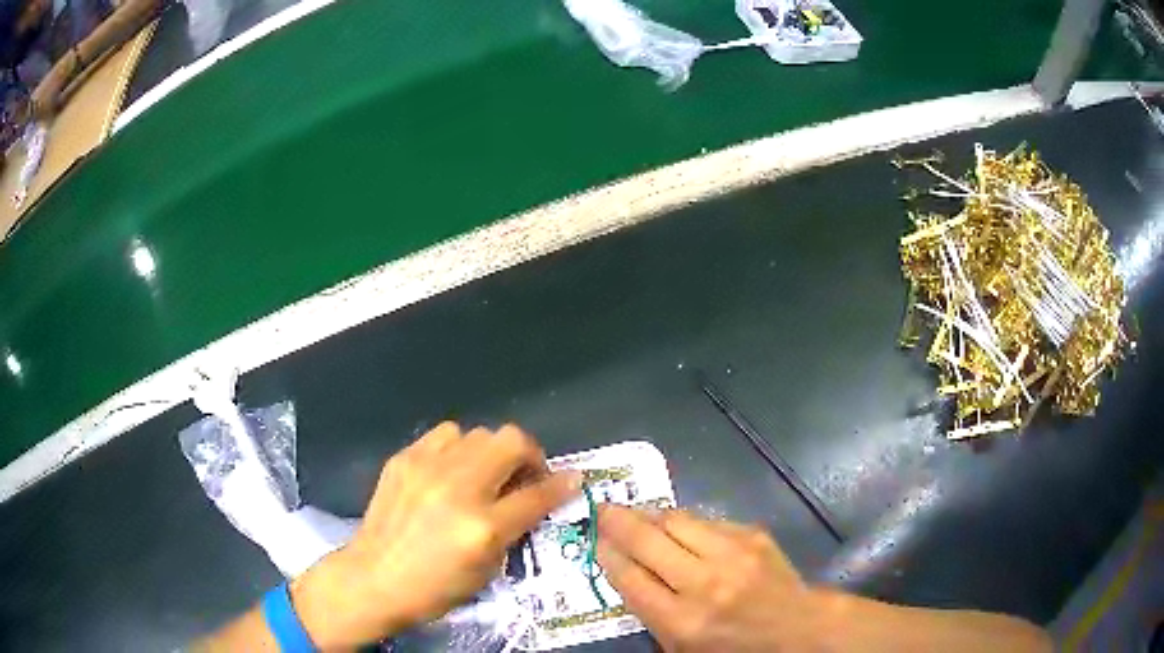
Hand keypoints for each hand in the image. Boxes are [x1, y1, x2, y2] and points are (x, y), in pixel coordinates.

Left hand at [290, 423, 579, 648]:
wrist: (374, 578)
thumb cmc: (436, 587)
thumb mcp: (487, 569)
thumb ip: (516, 528)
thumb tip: (544, 496)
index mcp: (483, 527)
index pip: (537, 495)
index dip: (561, 484)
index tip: (572, 479)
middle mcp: (458, 488)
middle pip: (511, 441)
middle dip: (529, 455)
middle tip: (524, 476)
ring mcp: (427, 468)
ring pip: (478, 432)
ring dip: (491, 452)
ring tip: (482, 474)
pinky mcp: (404, 459)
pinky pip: (444, 435)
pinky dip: (457, 449)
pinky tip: (449, 471)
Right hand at [596, 506, 828, 650]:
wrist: (795, 627)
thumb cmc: (732, 646)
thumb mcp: (681, 646)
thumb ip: (650, 611)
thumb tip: (624, 569)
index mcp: (682, 621)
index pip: (631, 579)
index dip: (607, 555)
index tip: (596, 541)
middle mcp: (704, 585)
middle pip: (648, 542)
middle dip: (618, 522)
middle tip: (602, 510)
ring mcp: (732, 555)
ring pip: (676, 521)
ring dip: (649, 514)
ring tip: (634, 511)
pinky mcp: (753, 536)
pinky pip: (707, 520)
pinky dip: (685, 521)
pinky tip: (676, 524)